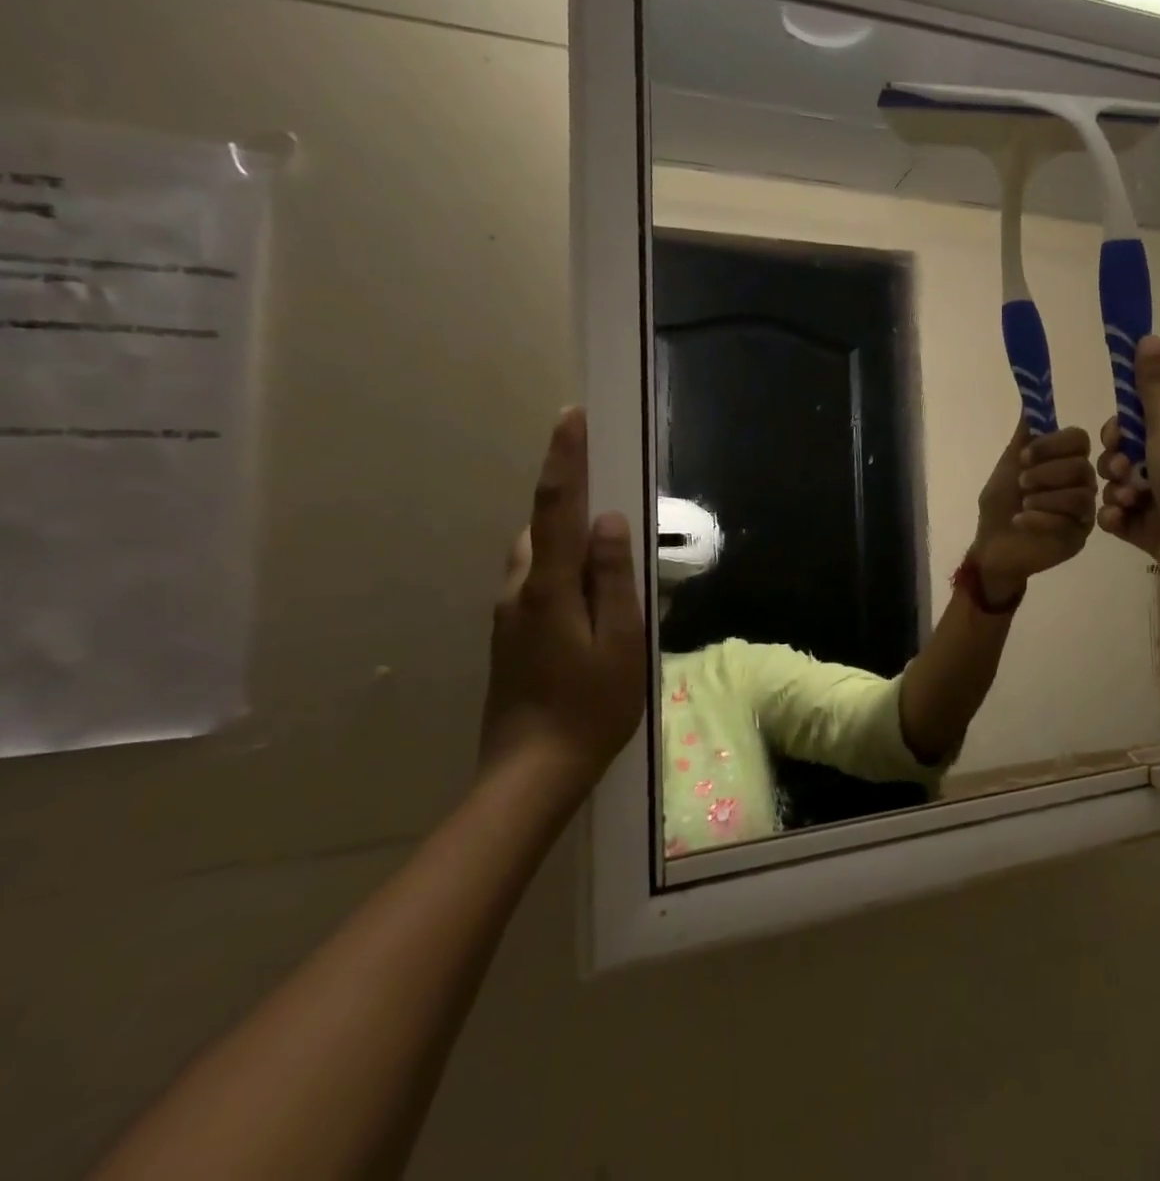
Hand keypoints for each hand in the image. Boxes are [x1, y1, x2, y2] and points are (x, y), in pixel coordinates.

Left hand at [483, 408, 647, 787]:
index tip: (570, 417)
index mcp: (548, 588)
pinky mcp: (509, 635)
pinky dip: (560, 568)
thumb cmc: (591, 706)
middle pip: (541, 527)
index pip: (556, 508)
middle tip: (610, 495)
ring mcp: (508, 615)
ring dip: (565, 538)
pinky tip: (590, 597)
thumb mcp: (622, 640)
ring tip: (607, 554)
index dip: (564, 460)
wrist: (531, 773)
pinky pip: (534, 581)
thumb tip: (611, 521)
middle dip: (568, 499)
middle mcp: (518, 590)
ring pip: (535, 555)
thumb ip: (615, 578)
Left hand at [970, 422, 1097, 603]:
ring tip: (1023, 504)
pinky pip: (1069, 521)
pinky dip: (1040, 518)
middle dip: (1047, 472)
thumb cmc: (1001, 504)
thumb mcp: (1008, 465)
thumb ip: (1024, 437)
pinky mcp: (1079, 536)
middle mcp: (1081, 482)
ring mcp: (1083, 511)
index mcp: (1066, 460)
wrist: (992, 545)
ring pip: (1080, 495)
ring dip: (1045, 496)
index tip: (1024, 456)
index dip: (1053, 444)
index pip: (1079, 439)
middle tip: (1021, 483)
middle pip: (1082, 467)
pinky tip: (1020, 520)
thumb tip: (1031, 401)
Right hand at [1097, 335, 1159, 590]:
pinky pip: (1116, 517)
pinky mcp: (1146, 532)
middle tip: (1122, 472)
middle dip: (1112, 464)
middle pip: (1118, 457)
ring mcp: (1156, 502)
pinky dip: (1115, 518)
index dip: (1117, 430)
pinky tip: (1122, 520)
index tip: (1116, 437)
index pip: (1133, 426)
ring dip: (1114, 492)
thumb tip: (1147, 335)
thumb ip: (1153, 386)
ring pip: (1114, 488)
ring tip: (1129, 501)